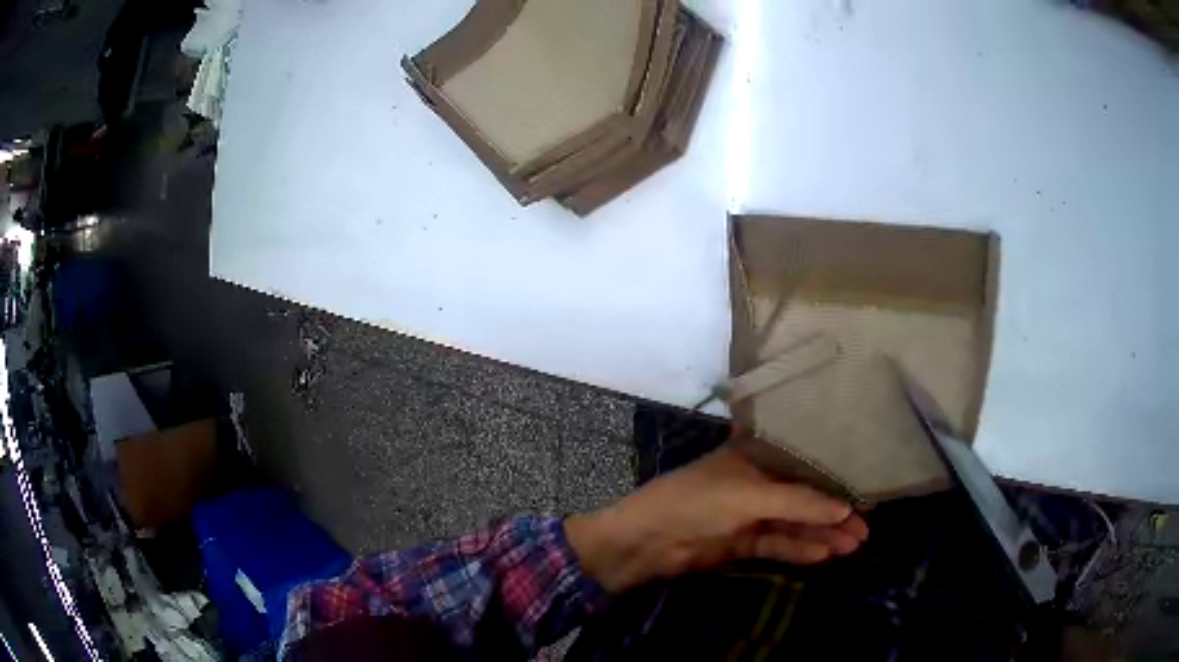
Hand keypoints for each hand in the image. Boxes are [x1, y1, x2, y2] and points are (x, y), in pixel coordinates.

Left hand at [565, 443, 867, 593]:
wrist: (645, 542)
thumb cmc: (695, 502)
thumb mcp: (749, 497)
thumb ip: (797, 502)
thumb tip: (844, 509)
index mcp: (755, 455)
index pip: (804, 462)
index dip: (834, 477)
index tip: (865, 490)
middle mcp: (757, 481)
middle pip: (804, 496)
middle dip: (833, 512)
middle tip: (867, 527)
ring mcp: (750, 513)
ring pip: (794, 522)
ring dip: (823, 533)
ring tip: (854, 543)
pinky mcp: (742, 542)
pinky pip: (778, 543)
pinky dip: (800, 549)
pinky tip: (824, 554)